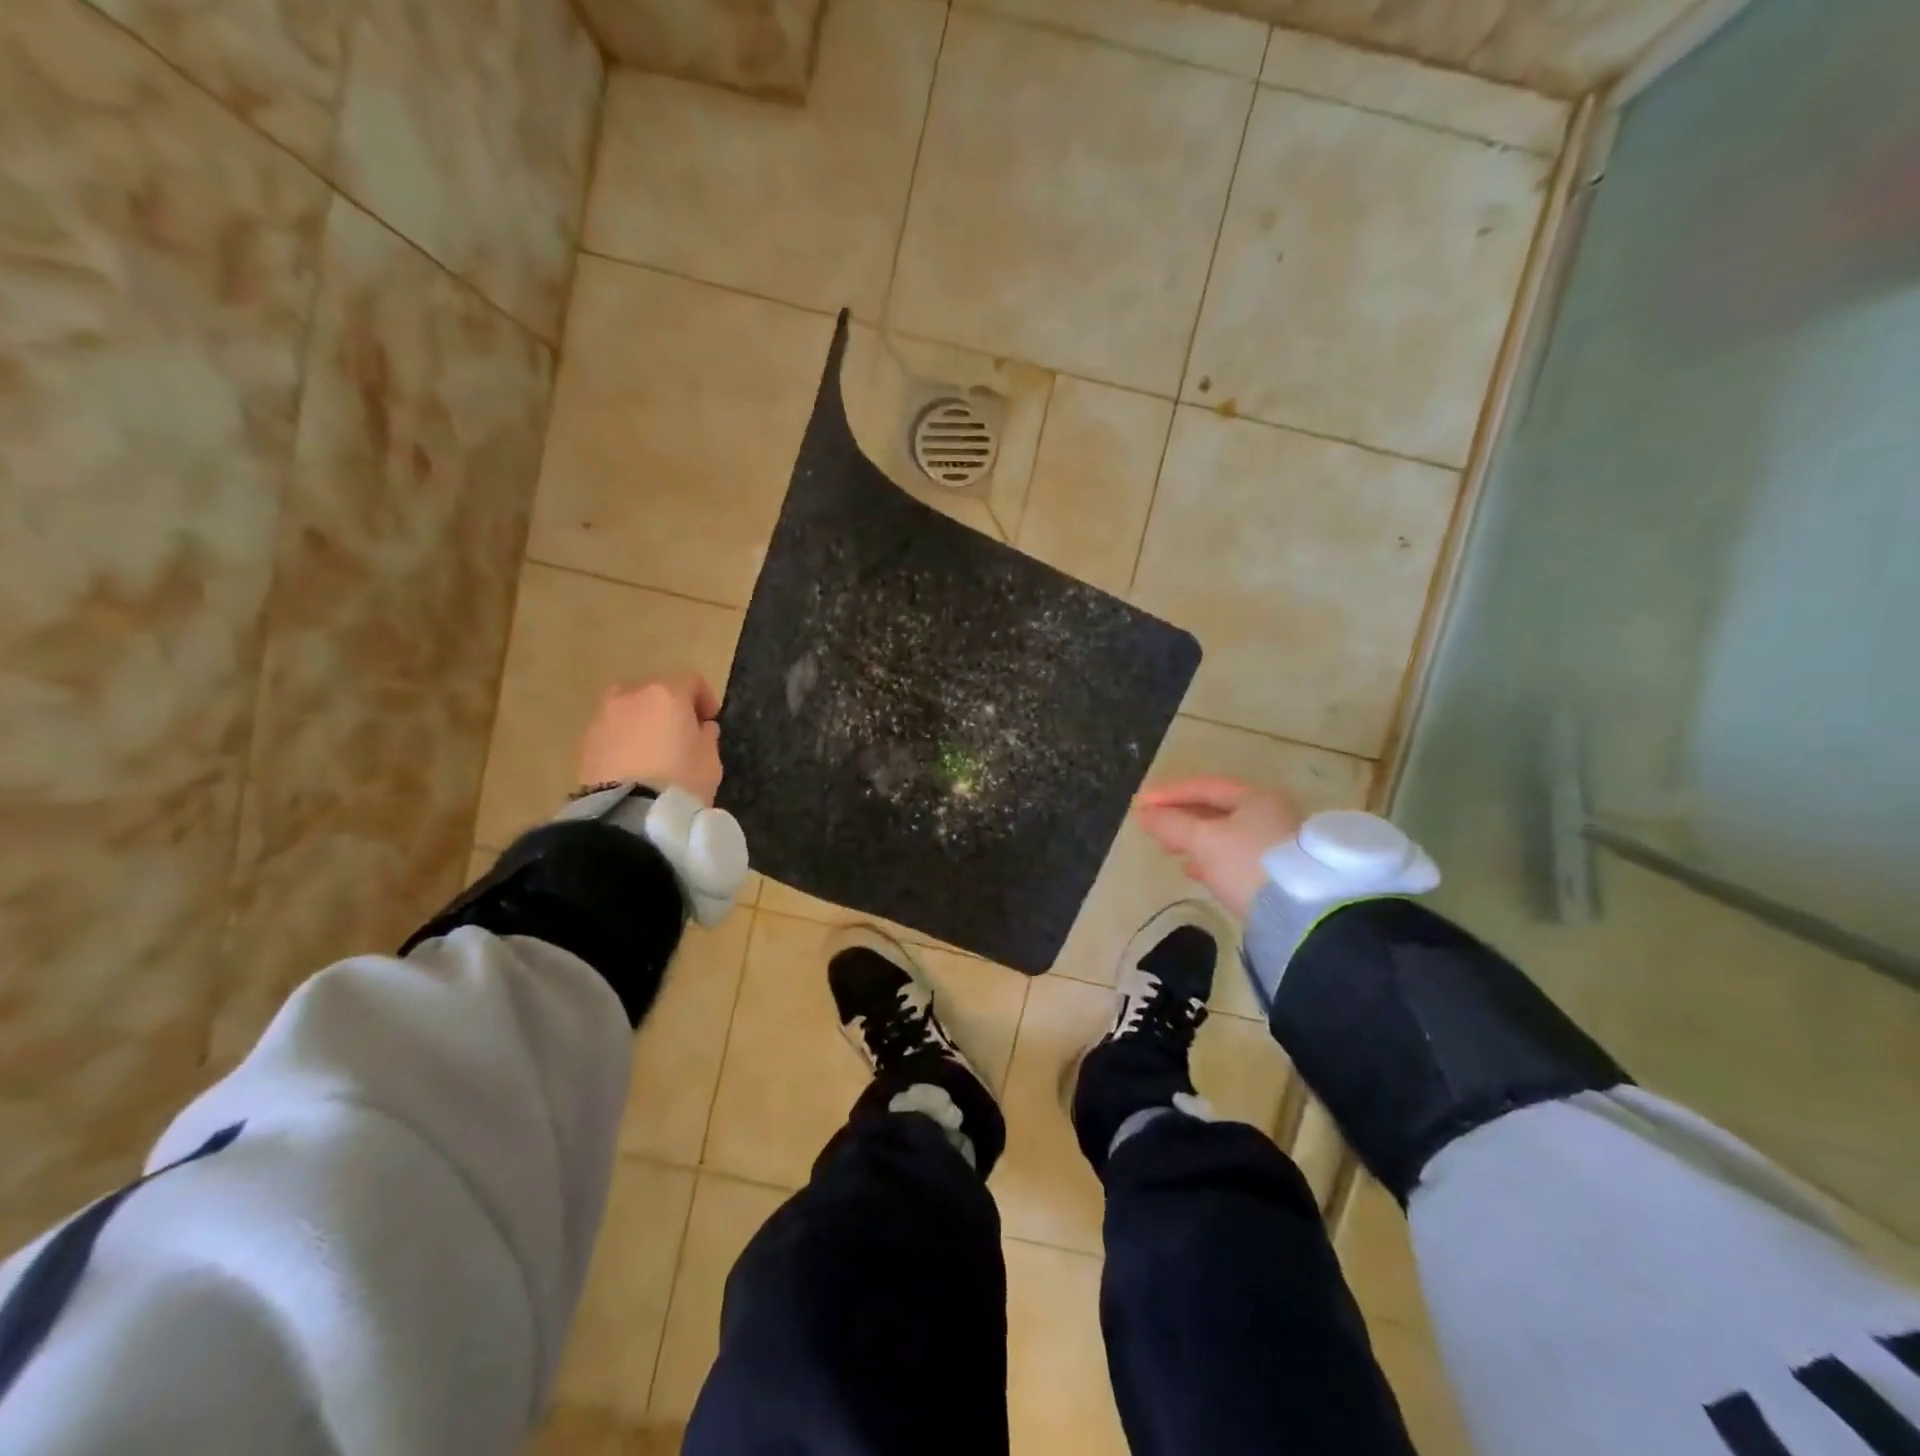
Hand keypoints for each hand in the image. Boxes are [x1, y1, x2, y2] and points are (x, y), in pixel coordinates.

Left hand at [576, 676, 722, 805]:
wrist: (628, 814)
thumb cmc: (681, 780)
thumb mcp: (710, 761)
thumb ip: (706, 737)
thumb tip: (700, 728)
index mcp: (667, 694)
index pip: (691, 680)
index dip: (705, 697)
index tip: (710, 720)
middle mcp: (631, 696)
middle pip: (653, 691)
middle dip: (667, 707)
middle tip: (678, 733)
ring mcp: (603, 718)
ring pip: (627, 710)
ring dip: (640, 722)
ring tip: (651, 752)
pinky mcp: (585, 743)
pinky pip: (611, 733)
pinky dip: (622, 741)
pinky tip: (631, 766)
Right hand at [1134, 778, 1303, 918]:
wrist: (1300, 913)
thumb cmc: (1246, 862)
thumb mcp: (1203, 840)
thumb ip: (1171, 824)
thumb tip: (1145, 814)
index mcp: (1256, 798)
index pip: (1205, 787)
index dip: (1169, 794)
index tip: (1141, 804)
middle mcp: (1271, 815)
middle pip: (1216, 810)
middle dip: (1181, 818)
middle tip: (1153, 827)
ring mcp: (1277, 845)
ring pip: (1225, 835)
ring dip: (1194, 840)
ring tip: (1169, 850)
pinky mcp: (1277, 873)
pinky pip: (1235, 858)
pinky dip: (1211, 860)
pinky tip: (1195, 871)